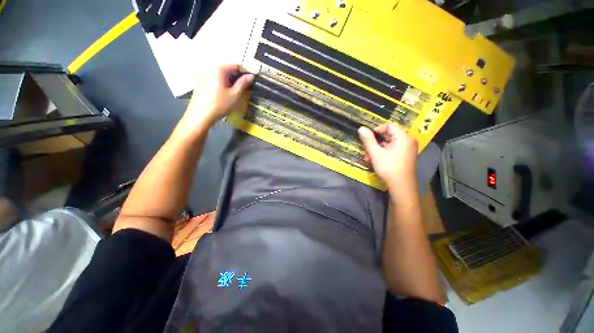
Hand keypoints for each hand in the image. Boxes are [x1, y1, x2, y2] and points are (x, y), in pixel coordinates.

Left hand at [178, 64, 254, 135]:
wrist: (200, 116)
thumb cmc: (219, 105)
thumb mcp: (235, 95)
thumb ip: (243, 83)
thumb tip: (251, 76)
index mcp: (218, 70)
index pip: (235, 66)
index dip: (245, 72)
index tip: (252, 81)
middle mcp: (209, 70)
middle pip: (227, 70)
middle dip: (237, 78)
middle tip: (245, 88)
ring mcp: (203, 78)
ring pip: (220, 77)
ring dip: (230, 83)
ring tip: (236, 93)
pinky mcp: (200, 86)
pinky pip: (214, 82)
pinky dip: (223, 86)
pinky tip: (225, 96)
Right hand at [358, 124, 417, 191]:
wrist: (401, 186)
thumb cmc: (388, 167)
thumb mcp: (375, 153)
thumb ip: (368, 140)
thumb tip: (361, 128)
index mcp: (403, 137)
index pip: (389, 125)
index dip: (377, 129)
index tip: (367, 138)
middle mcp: (407, 141)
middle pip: (388, 135)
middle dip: (374, 142)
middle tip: (366, 150)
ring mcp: (407, 149)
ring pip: (388, 144)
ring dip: (376, 149)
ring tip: (368, 158)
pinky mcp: (405, 156)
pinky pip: (392, 150)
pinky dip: (382, 153)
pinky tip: (374, 160)